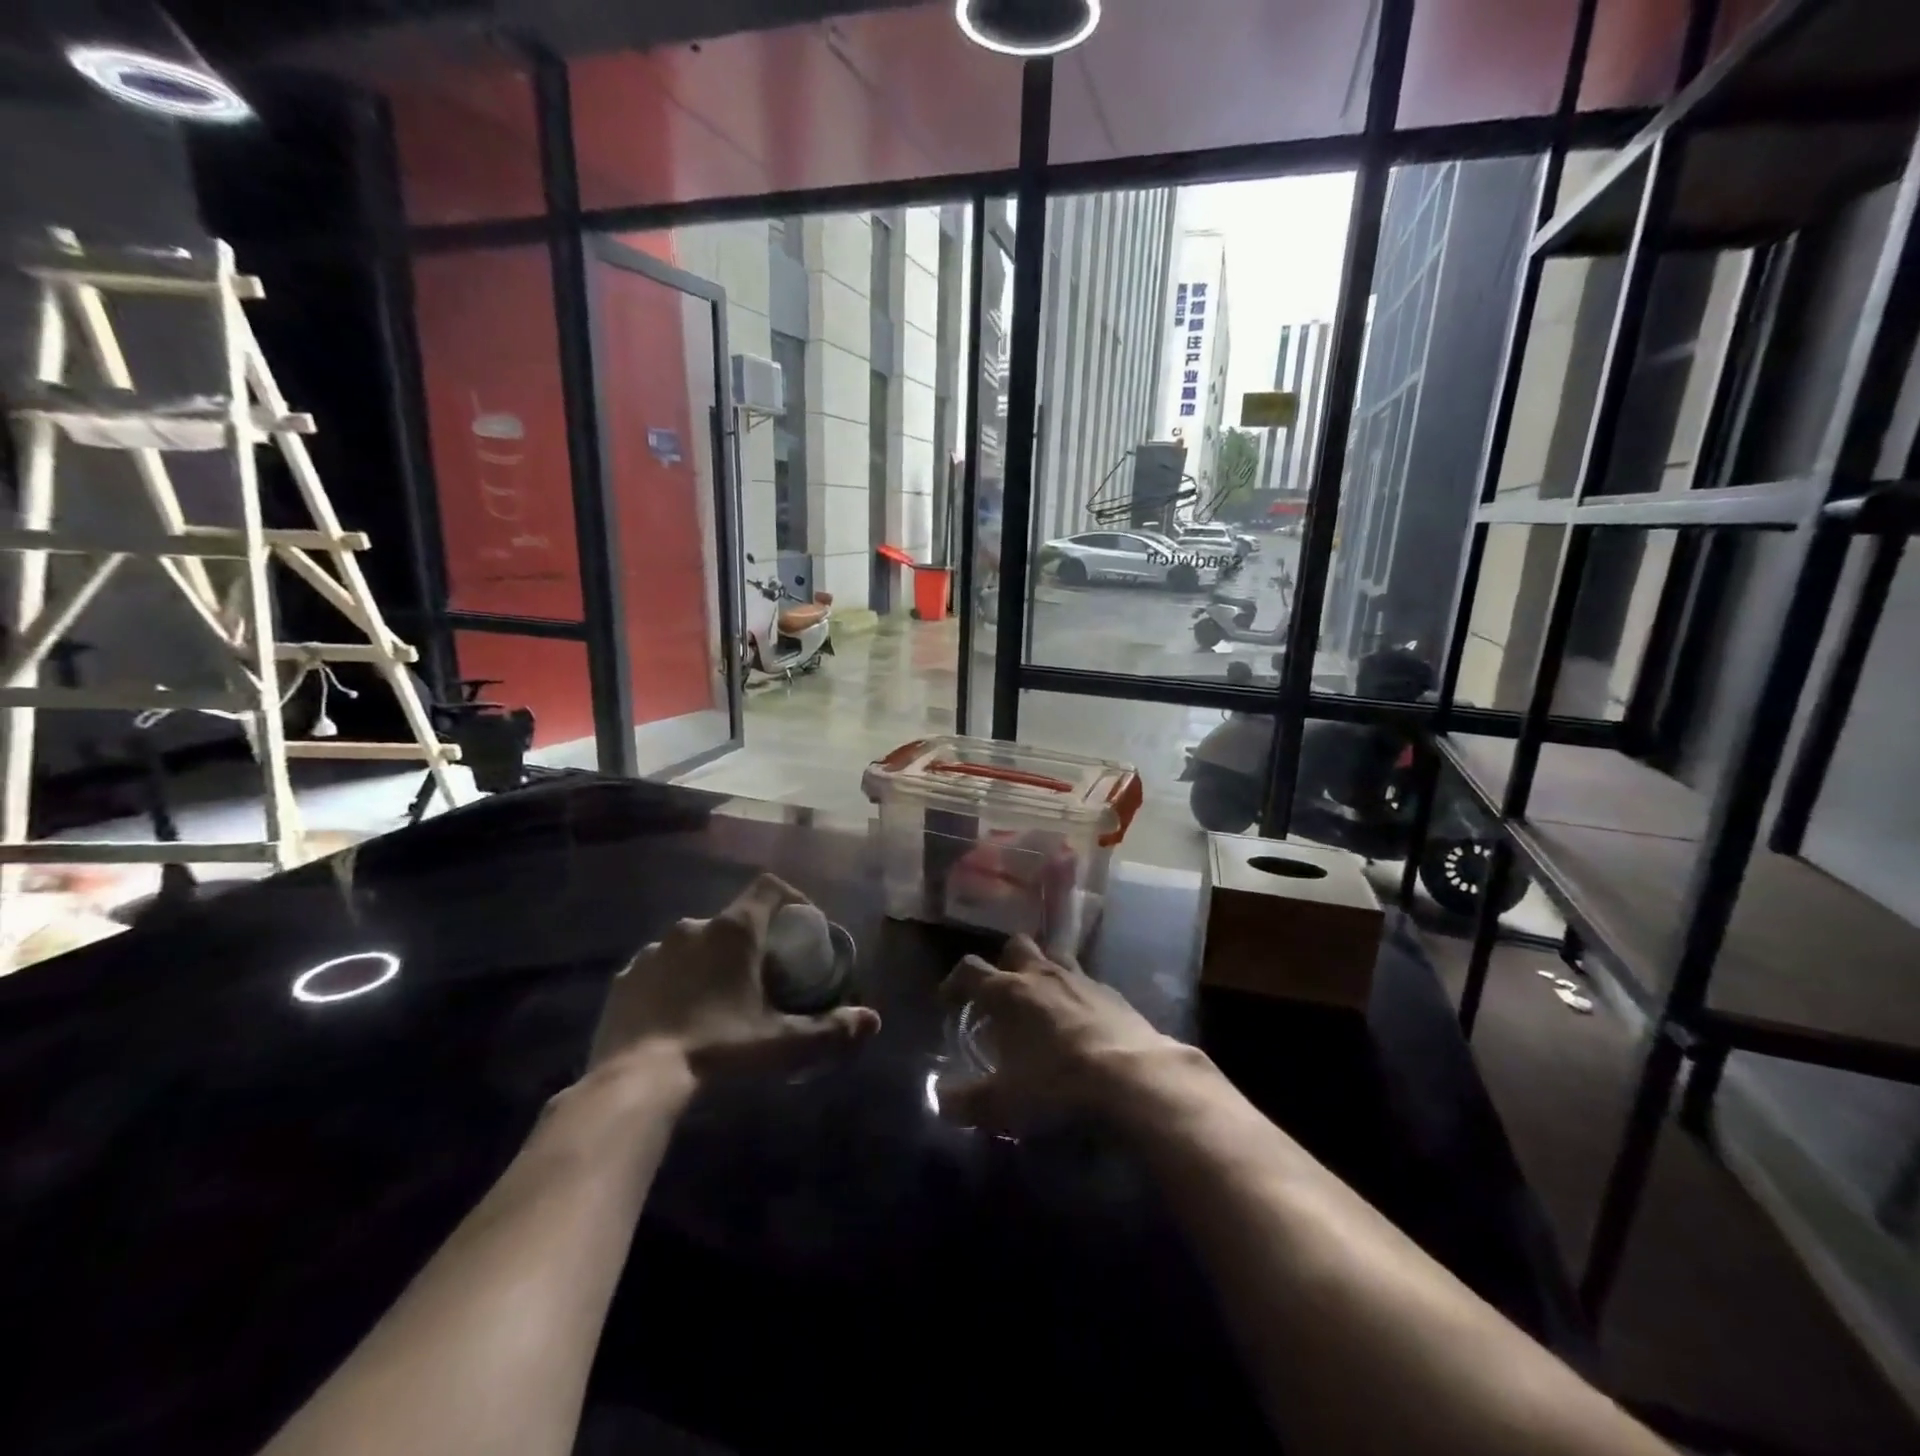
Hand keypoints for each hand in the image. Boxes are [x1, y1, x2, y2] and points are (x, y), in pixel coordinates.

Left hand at [589, 873, 879, 1082]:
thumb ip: (830, 1031)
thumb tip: (872, 1020)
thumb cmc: (718, 1049)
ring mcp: (654, 950)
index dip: (791, 897)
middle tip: (762, 978)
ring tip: (718, 1002)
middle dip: (750, 943)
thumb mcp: (781, 1044)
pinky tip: (677, 1017)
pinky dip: (674, 982)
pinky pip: (660, 968)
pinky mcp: (625, 977)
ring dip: (710, 963)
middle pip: (733, 921)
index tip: (803, 925)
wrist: (634, 1080)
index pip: (769, 887)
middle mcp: (693, 927)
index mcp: (734, 931)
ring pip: (694, 944)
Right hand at [936, 934, 1180, 1133]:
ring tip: (1041, 1003)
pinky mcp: (1113, 993)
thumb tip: (941, 1100)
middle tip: (1002, 995)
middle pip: (1016, 947)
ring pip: (1054, 957)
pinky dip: (1076, 995)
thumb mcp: (1002, 1104)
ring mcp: (1081, 979)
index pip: (970, 970)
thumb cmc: (1057, 1085)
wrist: (1133, 1078)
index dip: (954, 982)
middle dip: (1004, 964)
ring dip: (1042, 973)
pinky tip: (1081, 1023)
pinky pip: (1086, 982)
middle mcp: (1041, 974)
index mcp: (1008, 992)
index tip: (948, 1001)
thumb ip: (965, 1102)